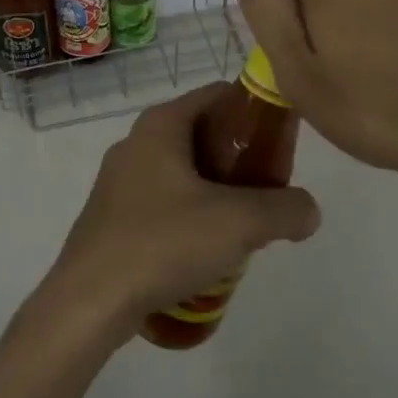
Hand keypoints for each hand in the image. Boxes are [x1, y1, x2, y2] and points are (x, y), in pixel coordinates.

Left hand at [34, 84, 321, 345]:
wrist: (89, 303)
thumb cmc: (163, 243)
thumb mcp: (239, 223)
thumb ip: (285, 210)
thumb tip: (308, 212)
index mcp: (161, 125)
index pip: (219, 95)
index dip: (256, 113)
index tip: (282, 146)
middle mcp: (136, 143)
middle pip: (203, 135)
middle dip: (240, 160)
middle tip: (269, 192)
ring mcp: (119, 182)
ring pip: (183, 173)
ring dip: (217, 193)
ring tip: (243, 228)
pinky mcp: (111, 218)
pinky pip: (163, 203)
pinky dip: (190, 216)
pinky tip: (205, 253)